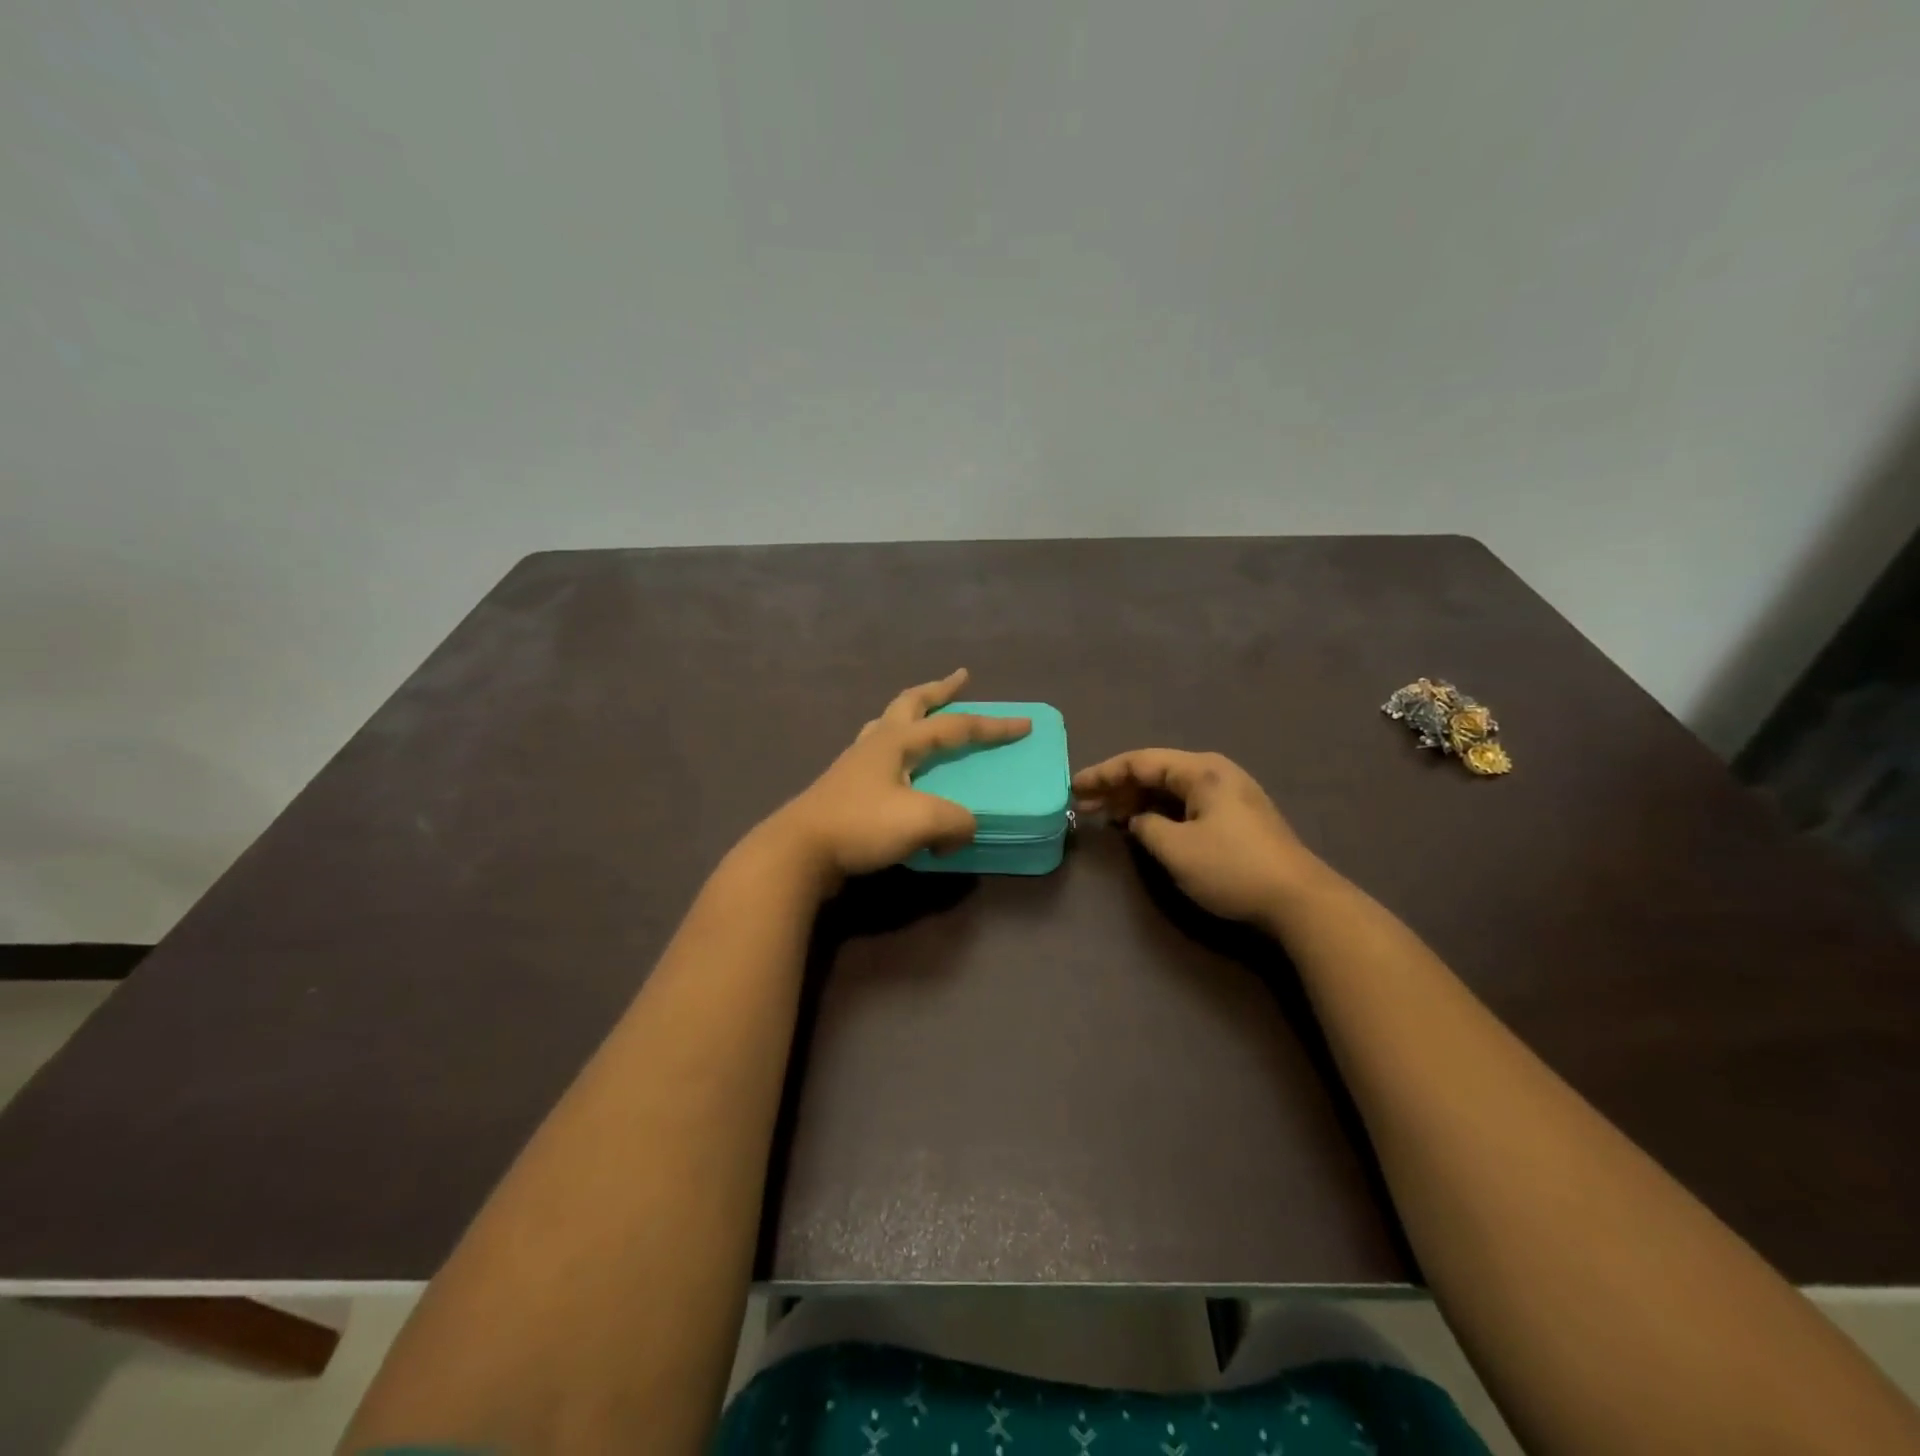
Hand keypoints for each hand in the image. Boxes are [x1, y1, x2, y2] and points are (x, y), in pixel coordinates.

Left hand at [767, 670, 1030, 885]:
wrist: (798, 851)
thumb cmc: (861, 826)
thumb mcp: (921, 822)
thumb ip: (955, 821)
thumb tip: (962, 829)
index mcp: (897, 741)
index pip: (955, 726)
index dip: (992, 726)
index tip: (1024, 724)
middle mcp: (875, 743)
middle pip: (910, 704)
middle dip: (938, 690)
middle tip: (960, 679)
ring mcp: (854, 764)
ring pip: (888, 726)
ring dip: (912, 715)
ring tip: (925, 718)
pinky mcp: (843, 789)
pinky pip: (878, 757)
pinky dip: (897, 752)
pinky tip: (899, 771)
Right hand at [1072, 749, 1323, 926]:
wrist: (1299, 900)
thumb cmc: (1232, 868)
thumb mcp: (1176, 849)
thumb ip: (1146, 827)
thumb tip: (1138, 820)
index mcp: (1201, 771)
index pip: (1140, 762)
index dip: (1103, 774)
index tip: (1075, 788)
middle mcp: (1215, 773)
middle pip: (1155, 772)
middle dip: (1117, 787)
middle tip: (1085, 806)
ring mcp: (1229, 795)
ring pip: (1170, 789)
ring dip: (1137, 800)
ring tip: (1107, 817)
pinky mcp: (1236, 818)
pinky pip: (1186, 804)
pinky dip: (1159, 811)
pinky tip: (1143, 826)